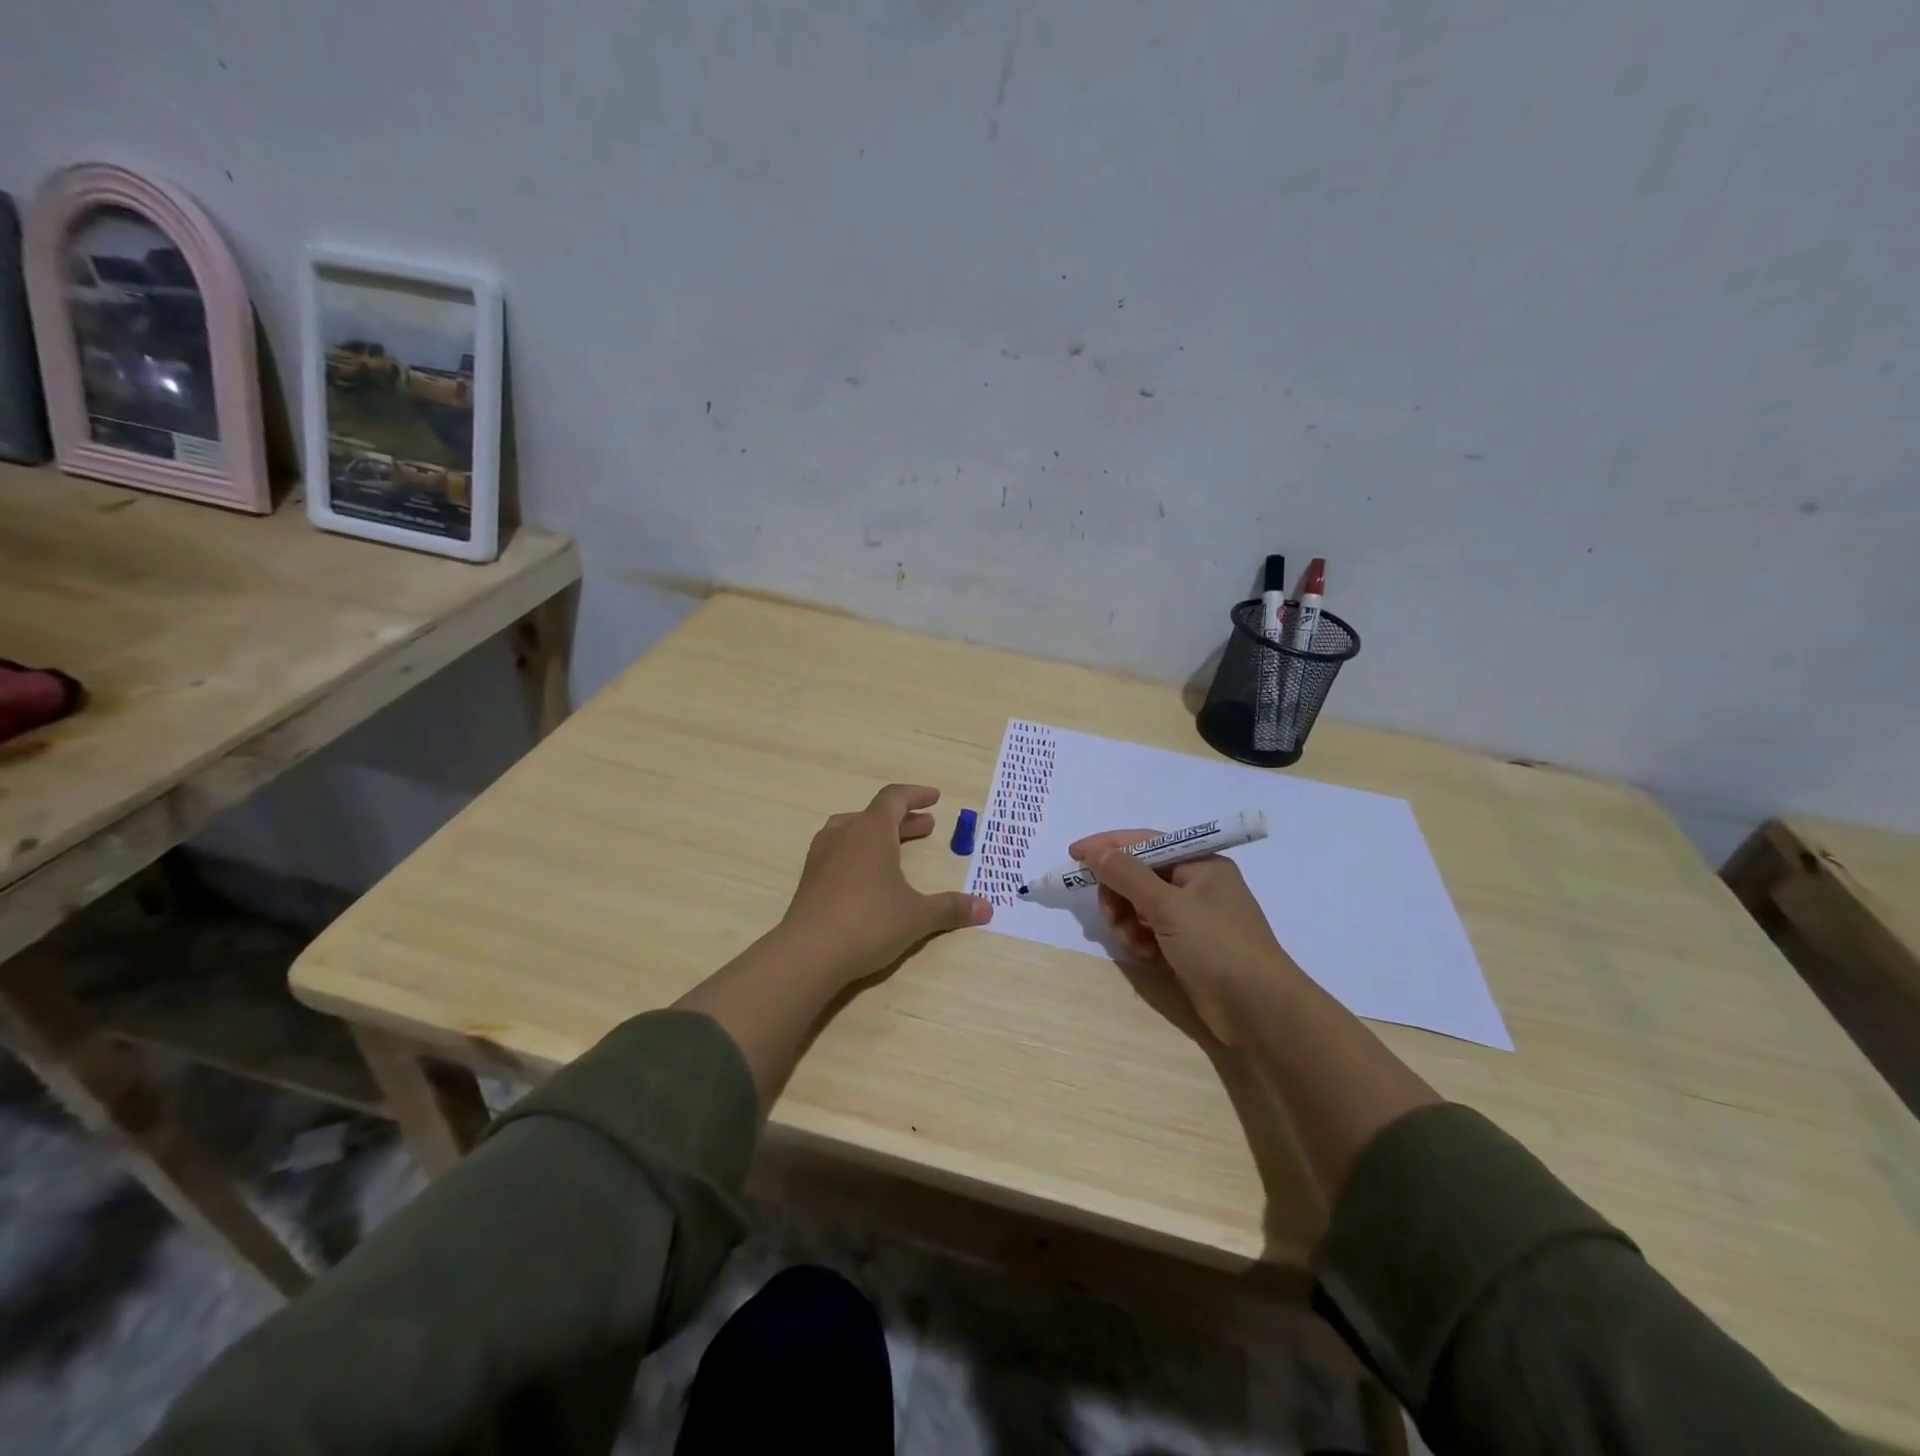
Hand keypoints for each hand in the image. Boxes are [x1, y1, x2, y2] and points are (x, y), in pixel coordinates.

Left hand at [780, 784, 992, 984]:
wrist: (808, 954)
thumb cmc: (869, 922)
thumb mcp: (917, 916)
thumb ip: (950, 908)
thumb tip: (986, 909)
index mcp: (871, 831)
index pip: (894, 798)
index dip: (915, 795)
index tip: (934, 798)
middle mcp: (844, 835)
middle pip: (875, 815)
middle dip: (903, 820)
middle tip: (926, 828)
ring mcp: (822, 856)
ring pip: (852, 830)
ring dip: (877, 834)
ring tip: (894, 847)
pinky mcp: (809, 879)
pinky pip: (837, 851)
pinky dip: (858, 852)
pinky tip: (866, 876)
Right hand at [1069, 828, 1299, 1043]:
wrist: (1259, 1011)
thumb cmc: (1218, 947)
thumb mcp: (1169, 906)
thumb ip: (1128, 875)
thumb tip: (1096, 852)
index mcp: (1200, 864)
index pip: (1145, 842)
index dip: (1108, 846)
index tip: (1074, 855)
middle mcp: (1196, 885)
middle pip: (1138, 876)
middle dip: (1119, 894)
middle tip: (1110, 916)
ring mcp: (1192, 918)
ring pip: (1139, 906)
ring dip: (1127, 921)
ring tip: (1133, 943)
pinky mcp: (1186, 947)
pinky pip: (1149, 931)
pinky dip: (1141, 940)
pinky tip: (1146, 956)